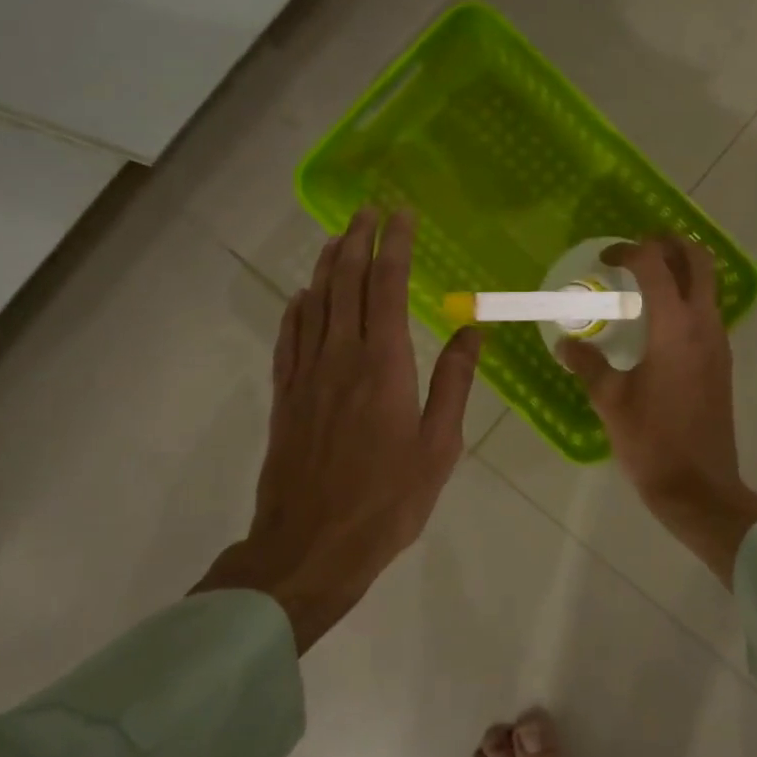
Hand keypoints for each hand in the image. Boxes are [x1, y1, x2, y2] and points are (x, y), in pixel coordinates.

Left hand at [193, 209, 481, 650]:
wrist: (310, 546)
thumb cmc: (388, 500)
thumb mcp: (439, 446)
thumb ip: (454, 383)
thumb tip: (472, 331)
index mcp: (384, 364)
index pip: (388, 286)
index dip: (395, 246)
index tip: (403, 215)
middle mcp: (341, 356)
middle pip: (347, 283)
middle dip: (358, 240)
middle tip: (368, 210)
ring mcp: (306, 375)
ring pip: (315, 303)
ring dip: (327, 265)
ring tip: (338, 236)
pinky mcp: (285, 397)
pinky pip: (289, 339)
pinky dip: (297, 309)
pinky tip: (302, 296)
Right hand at [557, 236, 756, 585]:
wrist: (699, 487)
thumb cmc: (651, 442)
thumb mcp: (610, 401)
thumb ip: (588, 364)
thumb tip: (565, 344)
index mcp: (674, 329)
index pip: (655, 266)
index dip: (629, 252)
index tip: (606, 260)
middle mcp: (704, 325)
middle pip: (699, 260)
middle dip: (670, 243)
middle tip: (639, 249)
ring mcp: (719, 342)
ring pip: (709, 284)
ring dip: (682, 269)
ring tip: (645, 281)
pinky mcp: (722, 361)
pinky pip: (709, 311)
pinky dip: (688, 297)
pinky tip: (658, 321)